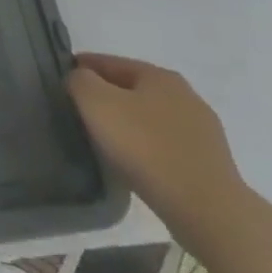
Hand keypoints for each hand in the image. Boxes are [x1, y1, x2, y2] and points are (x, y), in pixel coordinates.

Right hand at [65, 54, 247, 237]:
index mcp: (160, 76)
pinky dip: (146, 147)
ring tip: (104, 139)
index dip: (81, 68)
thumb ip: (79, 81)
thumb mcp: (96, 103)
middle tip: (79, 111)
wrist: (208, 210)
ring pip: (149, 118)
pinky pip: (165, 145)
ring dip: (127, 123)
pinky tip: (134, 162)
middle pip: (132, 89)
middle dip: (106, 96)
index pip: (108, 62)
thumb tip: (80, 80)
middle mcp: (186, 96)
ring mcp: (203, 131)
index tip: (61, 82)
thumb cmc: (146, 147)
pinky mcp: (210, 163)